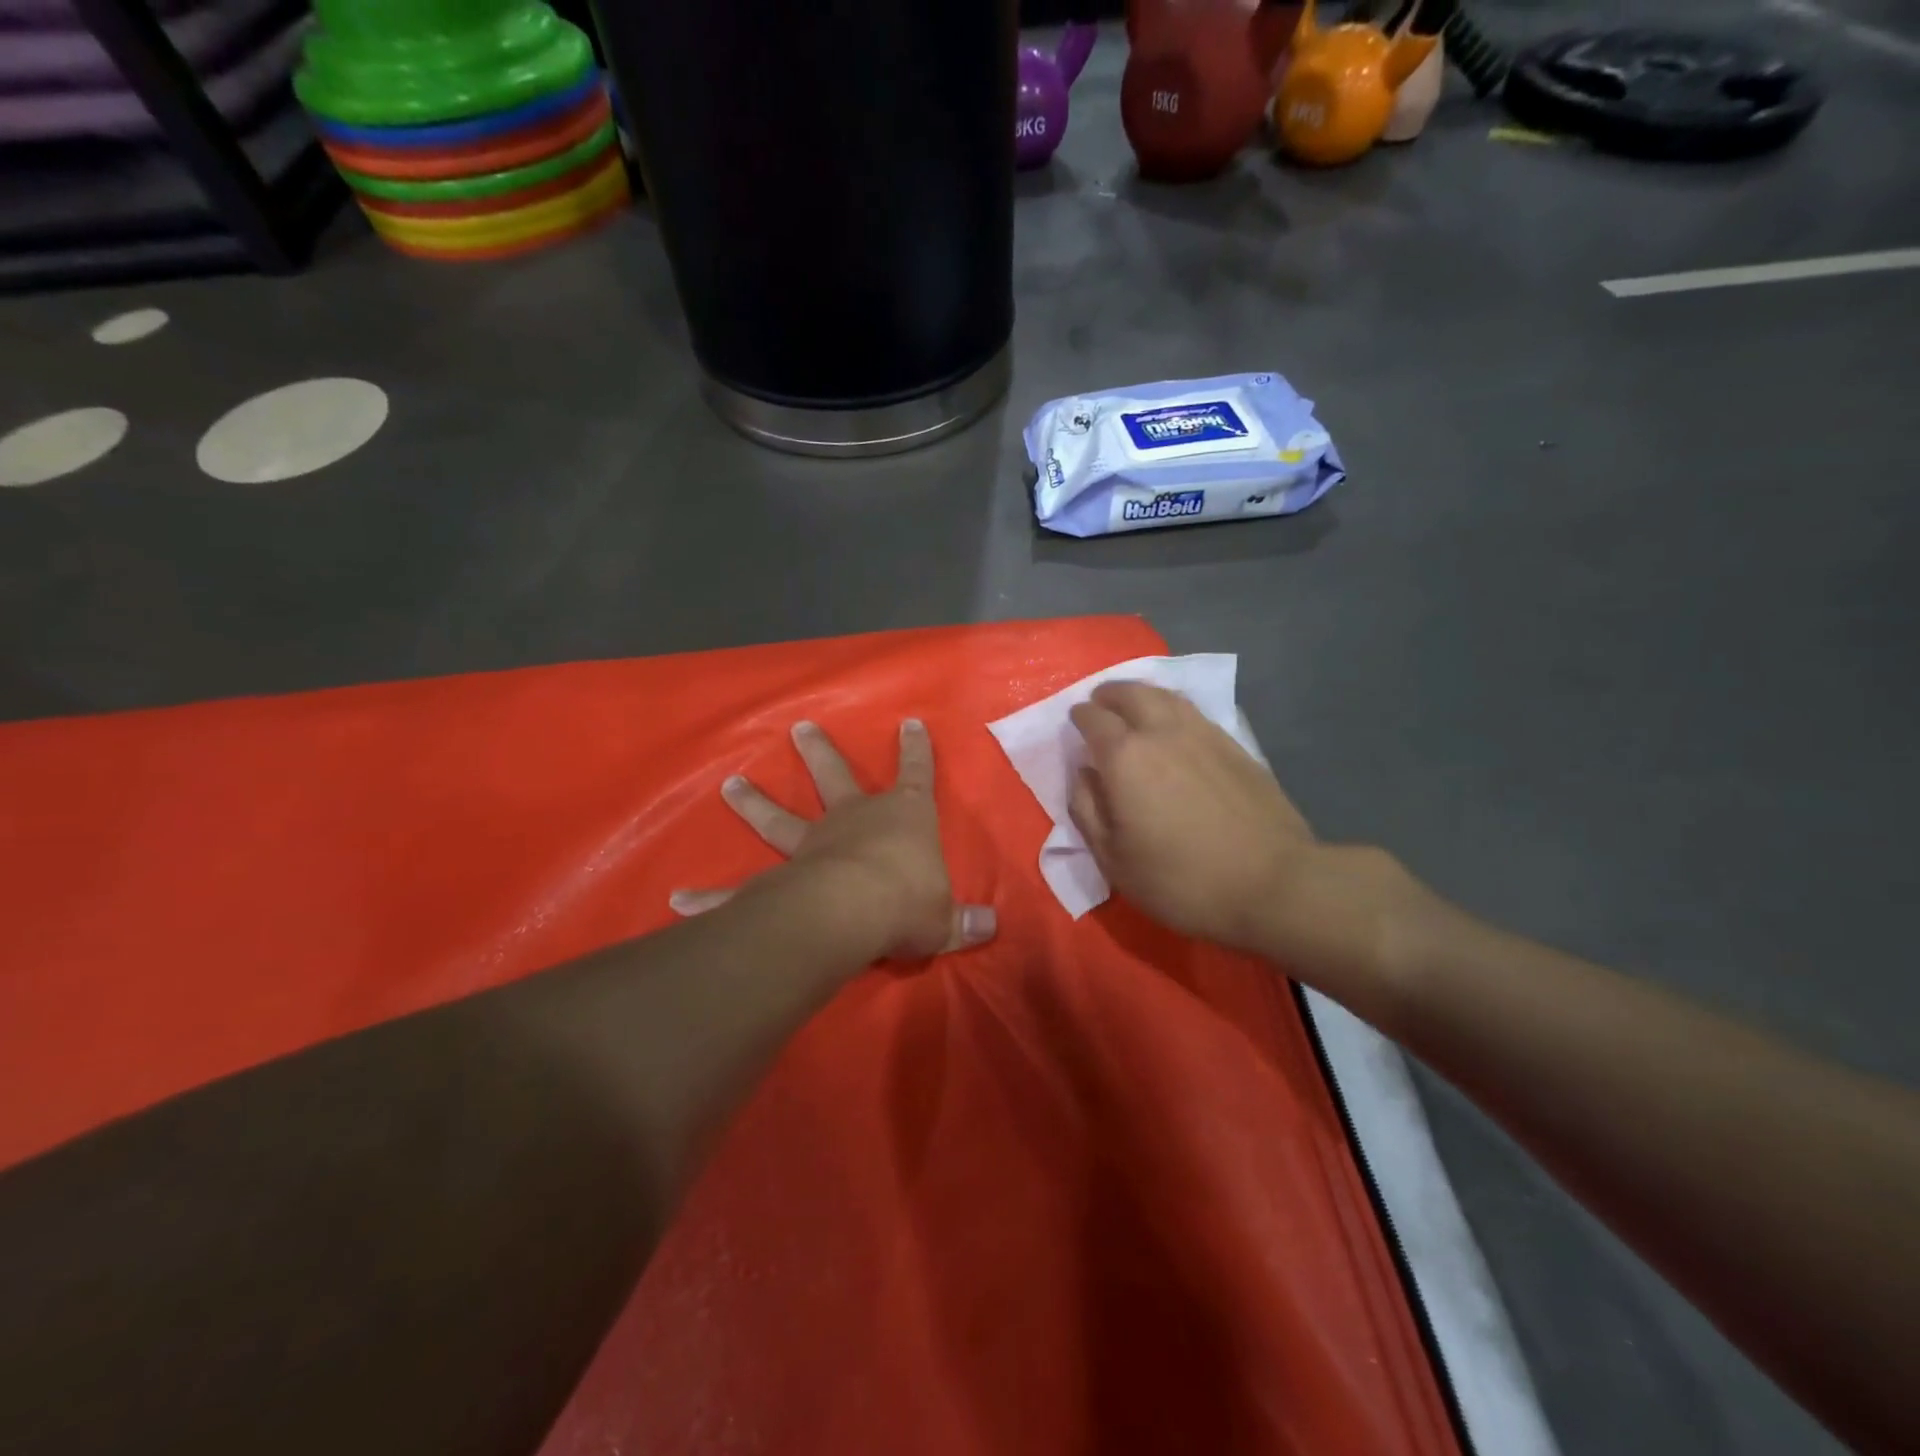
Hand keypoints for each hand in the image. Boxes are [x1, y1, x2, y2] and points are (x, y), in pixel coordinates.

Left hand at [671, 719, 995, 959]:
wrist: (856, 911)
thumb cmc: (909, 900)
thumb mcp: (945, 918)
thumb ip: (963, 921)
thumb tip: (991, 926)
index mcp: (902, 817)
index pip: (916, 774)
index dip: (916, 750)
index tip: (910, 723)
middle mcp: (853, 820)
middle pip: (834, 777)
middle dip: (819, 752)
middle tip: (799, 727)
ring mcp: (812, 845)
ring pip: (779, 818)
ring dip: (754, 802)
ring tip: (729, 784)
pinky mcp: (780, 880)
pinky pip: (739, 889)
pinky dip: (709, 897)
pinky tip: (678, 900)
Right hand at [1068, 682, 1426, 984]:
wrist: (1272, 884)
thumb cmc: (1180, 879)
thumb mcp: (1114, 859)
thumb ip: (1088, 810)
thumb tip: (1083, 774)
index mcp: (1125, 757)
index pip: (1093, 719)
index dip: (1080, 716)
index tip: (1075, 720)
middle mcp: (1162, 732)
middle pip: (1131, 693)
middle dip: (1110, 694)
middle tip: (1101, 702)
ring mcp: (1203, 734)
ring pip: (1166, 696)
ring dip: (1143, 694)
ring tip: (1134, 704)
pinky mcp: (1235, 746)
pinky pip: (1194, 712)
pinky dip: (1173, 708)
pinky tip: (1174, 724)